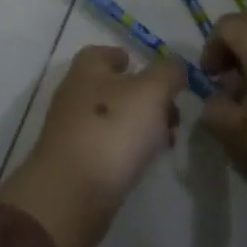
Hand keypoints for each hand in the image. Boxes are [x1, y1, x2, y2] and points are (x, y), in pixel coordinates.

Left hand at [0, 46, 184, 246]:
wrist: (72, 194)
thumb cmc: (112, 130)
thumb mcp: (151, 92)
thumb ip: (168, 73)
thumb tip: (175, 66)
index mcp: (87, 70)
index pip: (104, 53)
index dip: (127, 57)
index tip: (152, 71)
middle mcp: (75, 95)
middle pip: (113, 87)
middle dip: (145, 96)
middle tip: (173, 112)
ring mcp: (73, 131)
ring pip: (113, 118)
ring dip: (141, 125)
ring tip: (168, 140)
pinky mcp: (76, 163)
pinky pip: (107, 146)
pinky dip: (128, 149)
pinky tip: (146, 161)